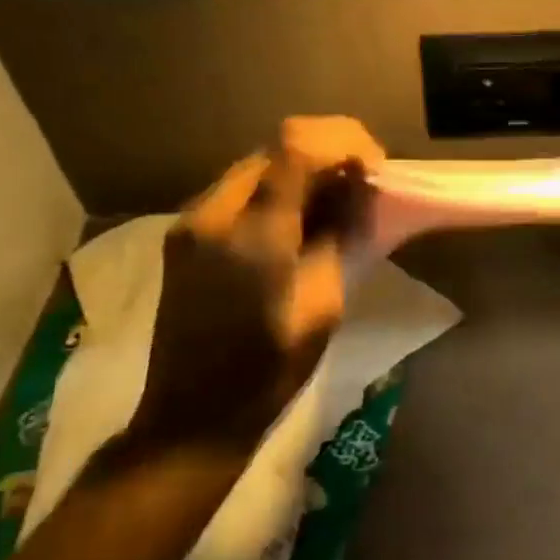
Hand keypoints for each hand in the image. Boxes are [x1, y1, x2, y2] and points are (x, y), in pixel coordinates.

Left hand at [127, 117, 385, 460]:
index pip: (297, 147)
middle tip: (364, 182)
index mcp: (252, 236)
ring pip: (257, 166)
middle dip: (328, 151)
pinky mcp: (184, 237)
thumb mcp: (323, 307)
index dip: (344, 140)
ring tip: (339, 197)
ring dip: (303, 169)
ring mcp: (191, 223)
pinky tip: (302, 216)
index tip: (375, 167)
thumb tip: (355, 199)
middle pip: (275, 147)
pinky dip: (278, 190)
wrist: (191, 418)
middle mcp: (212, 214)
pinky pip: (239, 192)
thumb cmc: (267, 373)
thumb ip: (337, 240)